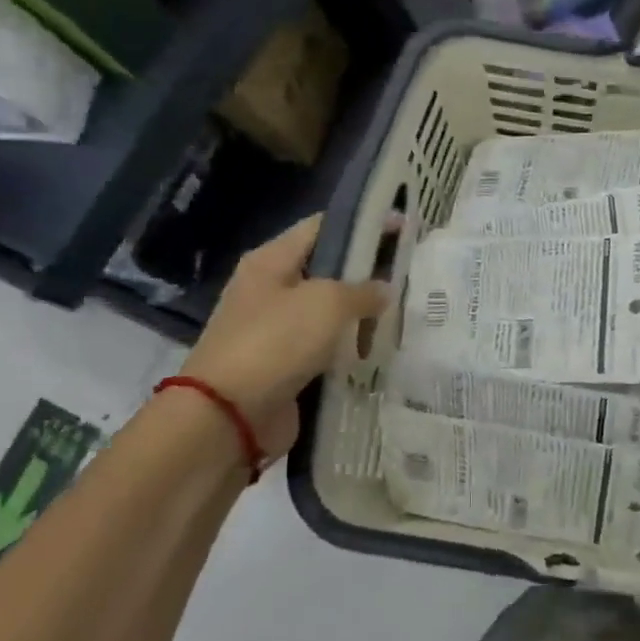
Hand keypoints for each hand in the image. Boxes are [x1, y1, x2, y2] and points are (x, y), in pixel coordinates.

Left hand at [180, 214, 390, 456]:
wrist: (229, 415)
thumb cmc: (276, 343)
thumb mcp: (328, 303)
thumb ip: (363, 291)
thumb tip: (383, 291)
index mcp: (271, 261)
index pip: (323, 227)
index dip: (363, 224)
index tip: (403, 228)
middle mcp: (270, 290)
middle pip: (327, 270)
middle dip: (367, 272)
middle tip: (410, 277)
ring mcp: (276, 330)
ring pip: (329, 313)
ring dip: (361, 315)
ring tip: (404, 314)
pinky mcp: (285, 365)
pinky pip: (326, 348)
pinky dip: (350, 349)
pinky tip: (381, 351)